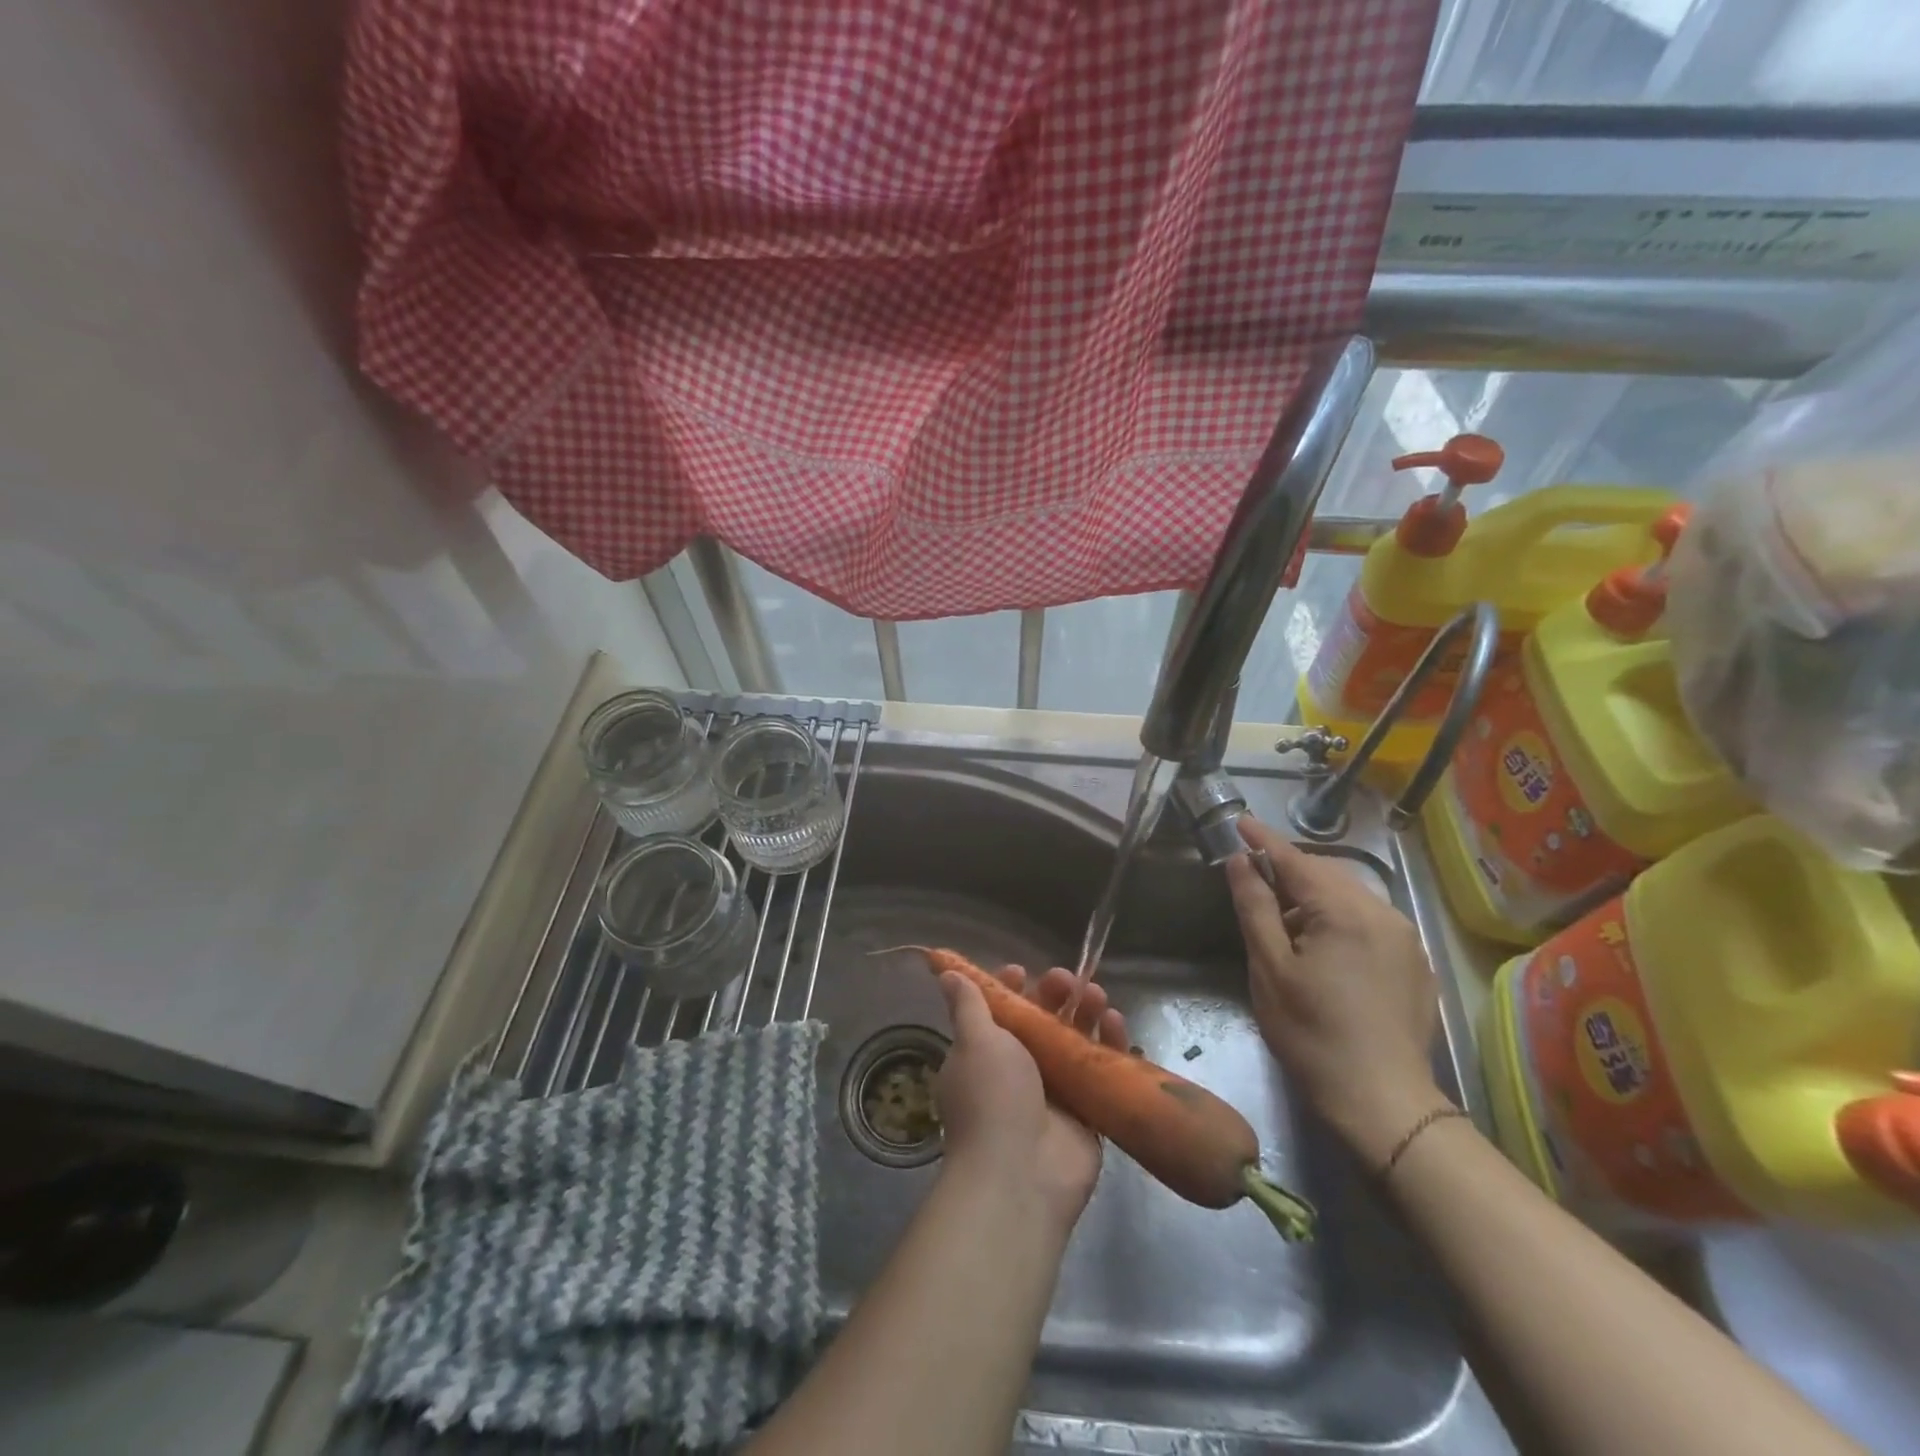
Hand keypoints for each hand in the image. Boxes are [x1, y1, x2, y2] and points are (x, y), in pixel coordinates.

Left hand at [935, 965, 1126, 1232]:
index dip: (1012, 989)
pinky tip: (1116, 1023)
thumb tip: (946, 972)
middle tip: (1069, 980)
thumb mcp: (975, 1041)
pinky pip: (1101, 1070)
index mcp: (984, 1054)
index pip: (999, 1012)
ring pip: (1074, 1041)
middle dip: (1054, 996)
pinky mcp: (1087, 1112)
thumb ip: (968, 1005)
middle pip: (1041, 1022)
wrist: (1020, 1175)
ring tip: (1097, 996)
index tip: (1023, 971)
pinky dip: (1110, 1045)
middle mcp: (1018, 1071)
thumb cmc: (992, 1097)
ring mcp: (1054, 1093)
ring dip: (1085, 1014)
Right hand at [1223, 816, 1450, 1166]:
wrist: (1383, 1102)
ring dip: (1314, 895)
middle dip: (1290, 868)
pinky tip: (1320, 943)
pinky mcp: (1415, 962)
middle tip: (1253, 875)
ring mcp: (1405, 938)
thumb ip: (1255, 907)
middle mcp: (1383, 912)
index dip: (1264, 840)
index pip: (1297, 860)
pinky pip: (1370, 920)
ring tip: (1283, 916)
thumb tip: (1240, 862)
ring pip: (1351, 896)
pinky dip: (1339, 916)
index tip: (1240, 821)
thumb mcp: (1270, 968)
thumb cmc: (1313, 1033)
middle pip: (1327, 873)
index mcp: (1345, 911)